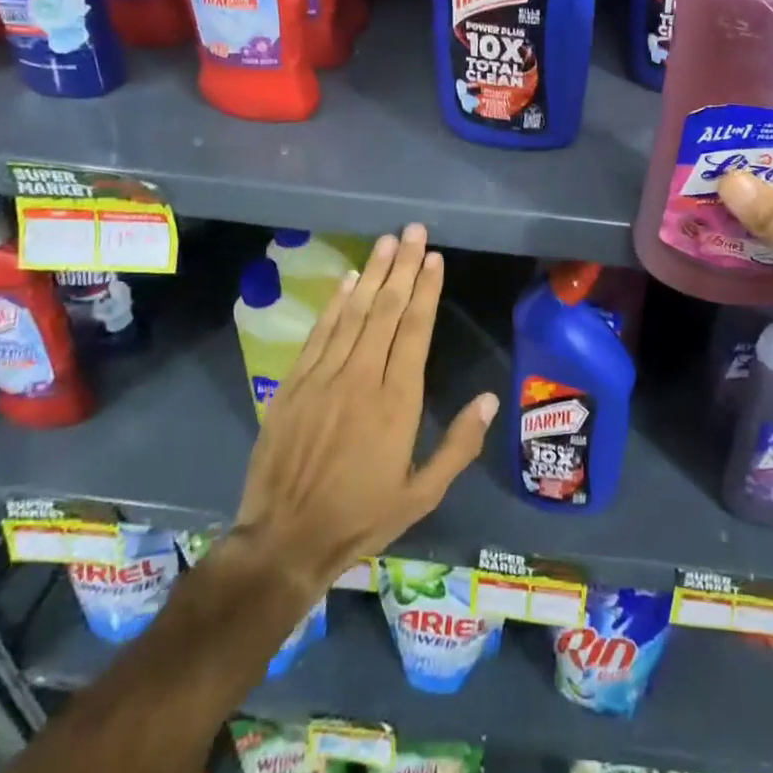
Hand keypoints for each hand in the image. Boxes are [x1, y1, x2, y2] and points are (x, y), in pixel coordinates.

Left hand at [224, 224, 497, 605]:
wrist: (283, 541)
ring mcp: (323, 378)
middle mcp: (361, 378)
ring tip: (386, 242)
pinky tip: (348, 280)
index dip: (427, 290)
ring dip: (372, 274)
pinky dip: (335, 304)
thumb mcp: (421, 495)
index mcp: (397, 402)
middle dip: (403, 267)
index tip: (435, 258)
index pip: (416, 331)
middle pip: (386, 310)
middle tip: (414, 231)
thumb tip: (489, 399)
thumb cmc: (361, 517)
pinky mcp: (293, 385)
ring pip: (353, 313)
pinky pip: (319, 334)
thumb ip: (459, 446)